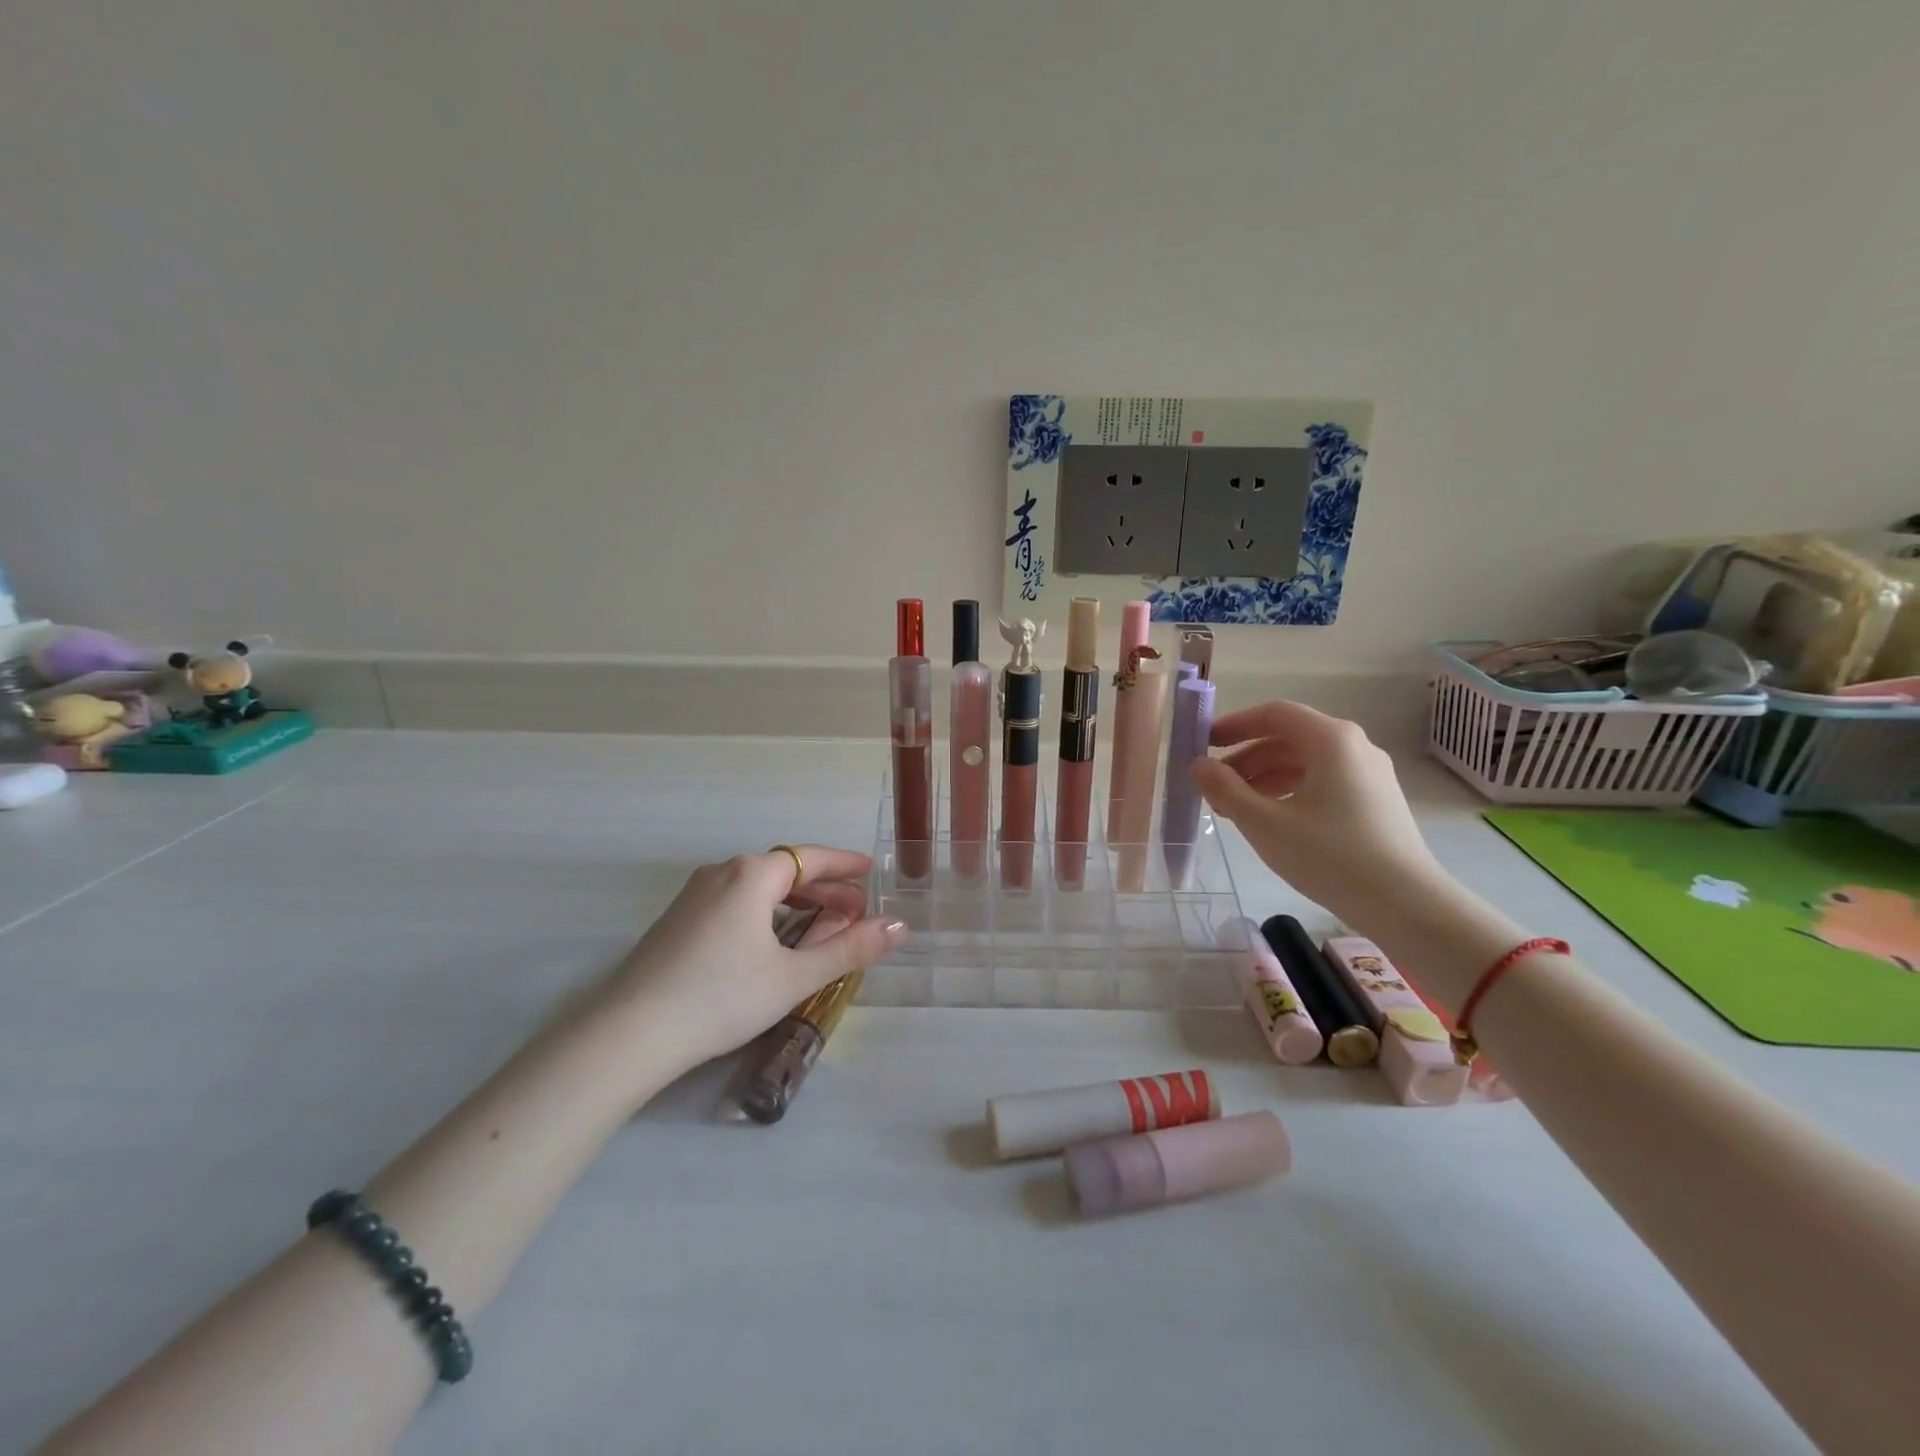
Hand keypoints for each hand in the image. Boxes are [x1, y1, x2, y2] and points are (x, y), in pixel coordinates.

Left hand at [598, 846, 906, 1076]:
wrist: (630, 1034)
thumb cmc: (721, 997)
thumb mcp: (794, 976)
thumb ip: (850, 949)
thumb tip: (899, 927)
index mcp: (752, 874)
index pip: (811, 858)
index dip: (844, 865)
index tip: (869, 872)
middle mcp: (723, 872)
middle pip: (785, 871)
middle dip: (824, 889)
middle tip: (855, 911)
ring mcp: (695, 895)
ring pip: (758, 888)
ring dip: (795, 902)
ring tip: (821, 927)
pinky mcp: (678, 919)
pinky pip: (735, 901)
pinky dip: (766, 912)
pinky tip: (773, 940)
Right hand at [1190, 701, 1442, 930]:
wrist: (1406, 904)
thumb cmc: (1330, 856)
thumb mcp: (1264, 822)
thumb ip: (1225, 789)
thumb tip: (1198, 765)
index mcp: (1331, 740)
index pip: (1275, 714)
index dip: (1235, 724)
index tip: (1204, 743)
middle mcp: (1354, 747)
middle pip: (1289, 738)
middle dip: (1246, 758)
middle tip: (1213, 785)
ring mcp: (1369, 774)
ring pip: (1305, 763)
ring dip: (1265, 778)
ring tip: (1235, 808)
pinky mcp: (1376, 801)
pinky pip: (1323, 782)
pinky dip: (1290, 792)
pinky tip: (1271, 820)